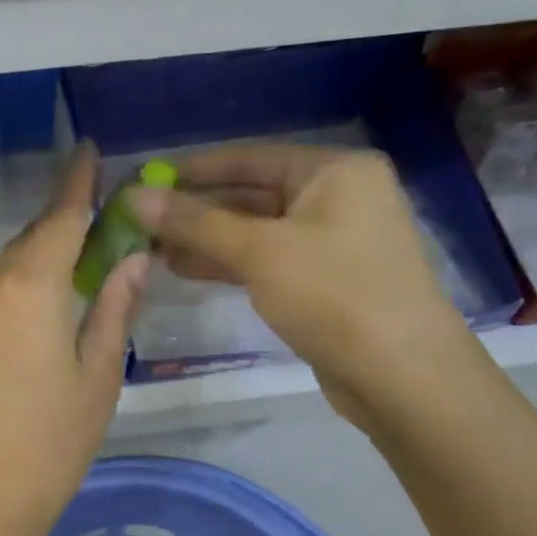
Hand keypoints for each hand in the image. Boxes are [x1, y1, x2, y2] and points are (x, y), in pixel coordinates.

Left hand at [0, 145, 149, 535]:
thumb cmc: (49, 442)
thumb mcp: (98, 375)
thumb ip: (114, 308)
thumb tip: (132, 258)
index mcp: (30, 287)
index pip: (60, 218)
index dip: (78, 182)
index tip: (90, 151)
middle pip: (34, 237)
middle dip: (67, 218)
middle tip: (104, 212)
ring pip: (13, 263)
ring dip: (46, 250)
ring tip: (86, 254)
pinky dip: (27, 279)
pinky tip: (50, 298)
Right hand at [127, 145, 476, 423]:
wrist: (403, 378)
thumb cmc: (334, 294)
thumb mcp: (258, 251)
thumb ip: (193, 222)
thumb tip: (133, 196)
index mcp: (335, 171)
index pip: (250, 157)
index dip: (193, 169)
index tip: (145, 178)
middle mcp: (338, 196)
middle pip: (251, 193)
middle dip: (195, 209)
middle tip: (140, 219)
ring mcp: (332, 241)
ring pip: (254, 230)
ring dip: (205, 238)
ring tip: (150, 247)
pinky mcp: (324, 280)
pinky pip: (265, 259)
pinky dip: (227, 262)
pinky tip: (183, 269)